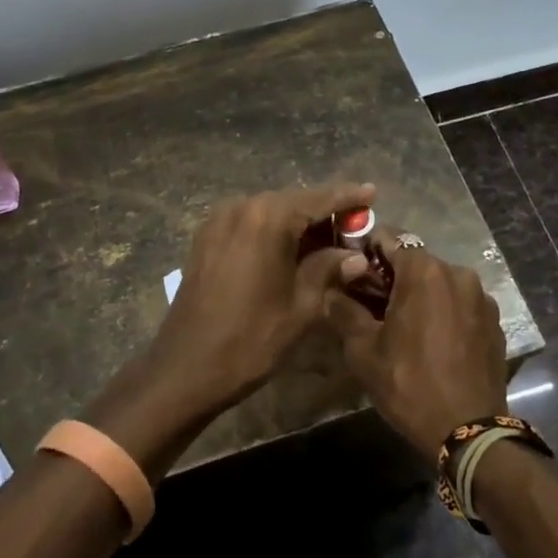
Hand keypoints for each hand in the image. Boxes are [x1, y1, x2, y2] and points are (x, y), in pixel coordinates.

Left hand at [147, 182, 376, 414]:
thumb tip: (355, 257)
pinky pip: (249, 223)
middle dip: (324, 212)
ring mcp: (219, 220)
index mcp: (268, 218)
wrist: (186, 366)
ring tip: (325, 240)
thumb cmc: (251, 338)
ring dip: (297, 222)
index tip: (372, 190)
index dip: (348, 196)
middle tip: (353, 225)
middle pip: (293, 201)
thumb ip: (329, 270)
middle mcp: (242, 206)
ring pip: (270, 211)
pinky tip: (288, 249)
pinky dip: (272, 230)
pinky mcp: (206, 237)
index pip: (318, 199)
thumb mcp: (302, 306)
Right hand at [324, 231, 507, 460]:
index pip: (389, 239)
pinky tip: (434, 342)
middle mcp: (458, 273)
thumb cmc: (410, 384)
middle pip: (416, 261)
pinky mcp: (494, 322)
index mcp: (424, 271)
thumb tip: (330, 292)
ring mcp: (481, 297)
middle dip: (393, 277)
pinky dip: (444, 312)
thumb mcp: (364, 351)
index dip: (367, 252)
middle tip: (373, 305)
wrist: (469, 433)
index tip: (353, 273)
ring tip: (405, 327)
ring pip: (440, 283)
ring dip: (421, 295)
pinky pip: (461, 304)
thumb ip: (344, 312)